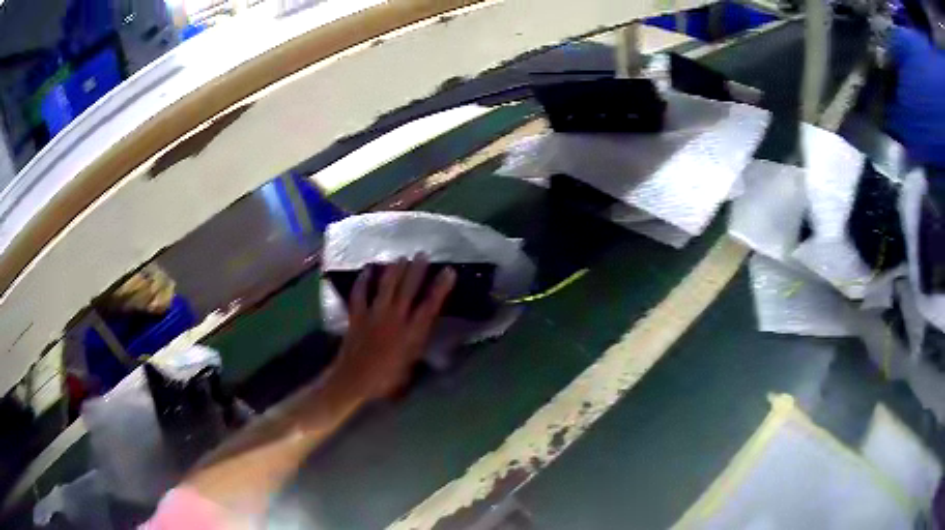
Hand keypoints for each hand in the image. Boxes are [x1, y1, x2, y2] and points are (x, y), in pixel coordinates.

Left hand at [336, 254, 455, 400]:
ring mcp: (374, 315)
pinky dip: (363, 280)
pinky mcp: (357, 315)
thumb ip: (418, 348)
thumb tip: (426, 334)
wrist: (354, 380)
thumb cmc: (386, 380)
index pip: (430, 305)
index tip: (448, 271)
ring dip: (394, 270)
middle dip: (416, 270)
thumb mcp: (410, 367)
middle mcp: (394, 319)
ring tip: (400, 258)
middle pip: (408, 289)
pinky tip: (367, 269)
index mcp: (411, 333)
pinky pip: (360, 293)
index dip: (440, 288)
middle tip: (422, 254)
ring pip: (386, 287)